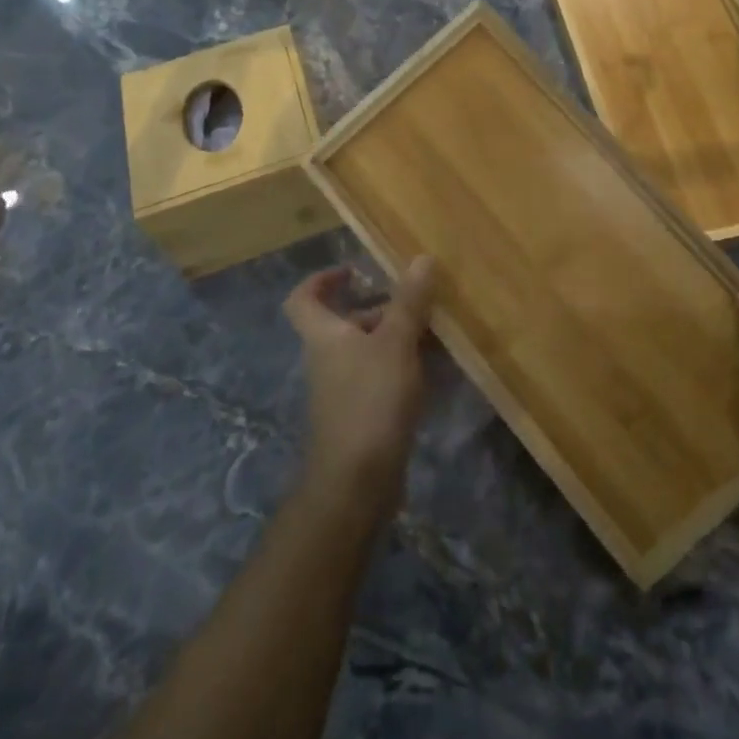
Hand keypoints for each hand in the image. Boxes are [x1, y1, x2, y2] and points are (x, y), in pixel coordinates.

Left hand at [283, 256, 438, 518]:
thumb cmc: (371, 401)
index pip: (303, 298)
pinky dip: (403, 367)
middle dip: (380, 308)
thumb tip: (421, 257)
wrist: (357, 481)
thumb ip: (408, 302)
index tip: (354, 271)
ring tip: (436, 331)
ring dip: (397, 337)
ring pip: (367, 351)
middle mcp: (327, 359)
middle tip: (416, 300)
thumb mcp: (395, 344)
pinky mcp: (362, 415)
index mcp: (324, 336)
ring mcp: (343, 390)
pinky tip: (435, 368)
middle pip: (345, 323)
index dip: (322, 280)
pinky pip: (381, 377)